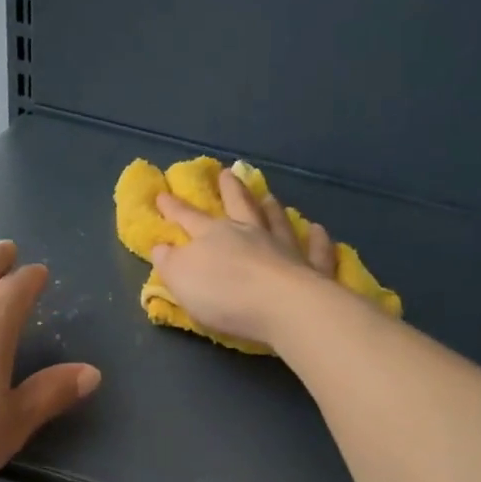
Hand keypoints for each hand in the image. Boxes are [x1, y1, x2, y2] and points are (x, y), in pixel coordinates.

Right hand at [148, 171, 338, 347]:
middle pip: (239, 206)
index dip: (174, 208)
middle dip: (230, 190)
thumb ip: (170, 263)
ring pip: (277, 221)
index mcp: (213, 236)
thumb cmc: (225, 295)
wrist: (281, 307)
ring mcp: (284, 248)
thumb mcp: (182, 279)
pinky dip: (317, 240)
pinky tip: (318, 230)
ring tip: (269, 197)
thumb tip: (162, 247)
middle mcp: (250, 234)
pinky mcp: (312, 269)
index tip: (163, 194)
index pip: (188, 218)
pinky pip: (315, 251)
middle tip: (228, 174)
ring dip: (272, 208)